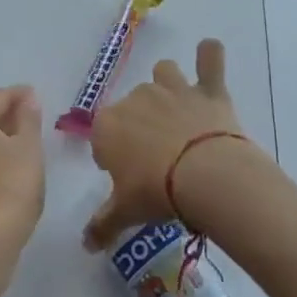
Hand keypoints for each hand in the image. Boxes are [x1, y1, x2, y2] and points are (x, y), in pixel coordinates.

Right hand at [83, 39, 247, 250]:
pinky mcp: (208, 90)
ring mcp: (173, 89)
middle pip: (132, 105)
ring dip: (168, 85)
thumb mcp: (125, 212)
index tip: (125, 175)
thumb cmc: (155, 192)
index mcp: (108, 125)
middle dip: (139, 123)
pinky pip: (210, 60)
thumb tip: (86, 245)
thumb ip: (102, 224)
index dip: (112, 154)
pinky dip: (210, 56)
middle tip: (155, 157)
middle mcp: (136, 98)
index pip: (101, 136)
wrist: (204, 175)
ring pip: (164, 73)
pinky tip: (210, 52)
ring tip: (178, 109)